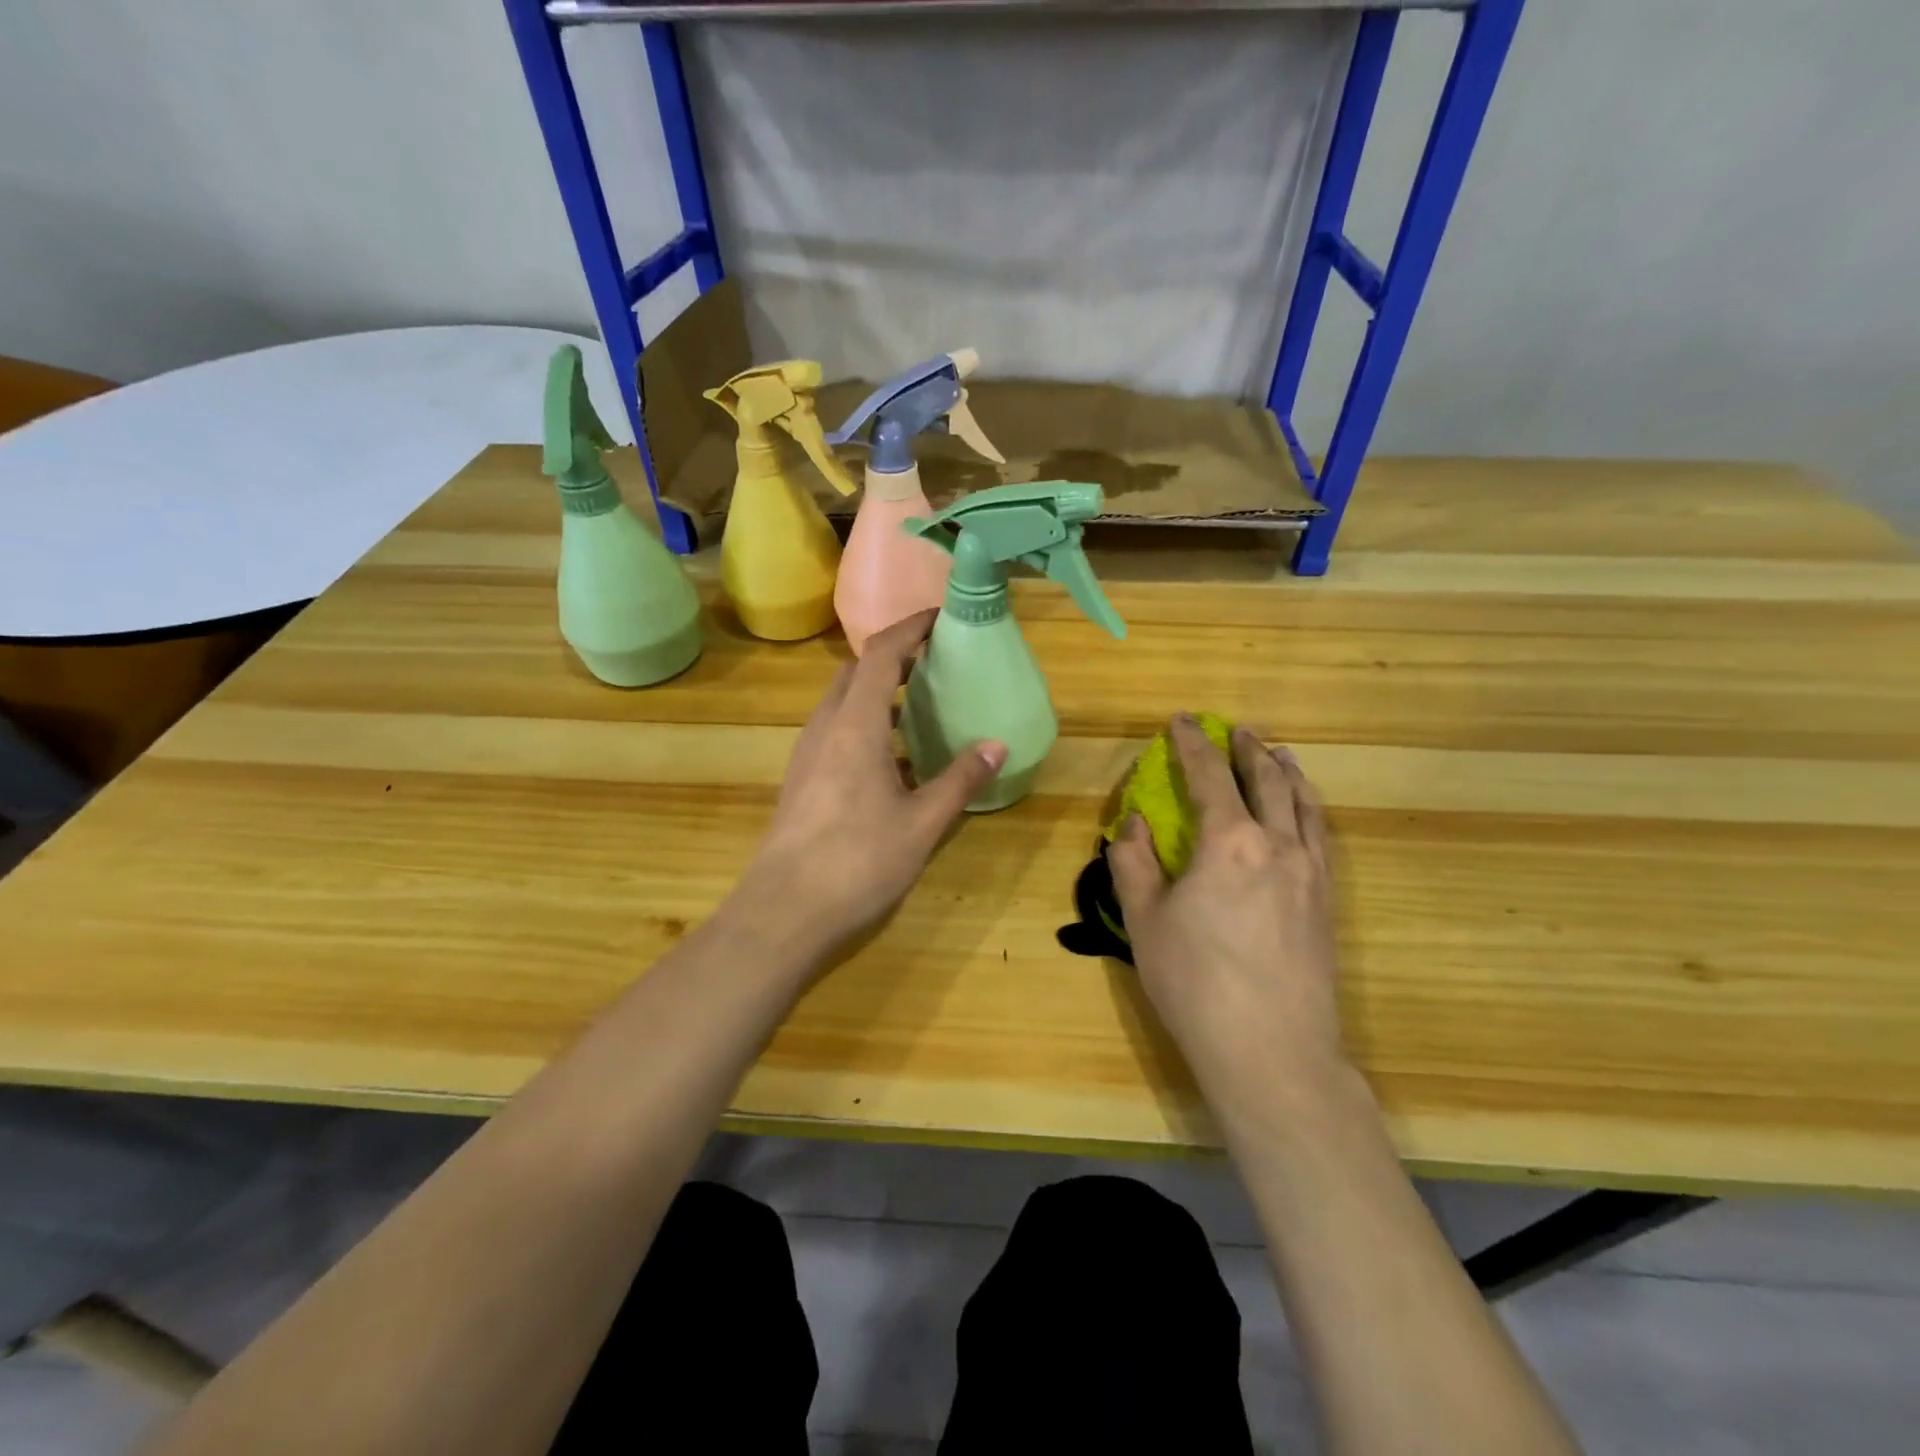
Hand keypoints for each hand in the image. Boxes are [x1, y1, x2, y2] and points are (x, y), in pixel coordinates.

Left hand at [736, 611, 1006, 961]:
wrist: (783, 912)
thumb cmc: (857, 862)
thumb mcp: (921, 823)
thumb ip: (959, 779)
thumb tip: (996, 744)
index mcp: (855, 725)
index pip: (880, 653)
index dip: (910, 627)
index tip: (941, 617)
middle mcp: (825, 728)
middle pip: (857, 672)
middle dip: (894, 658)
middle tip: (936, 662)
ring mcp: (807, 754)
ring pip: (844, 703)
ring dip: (879, 693)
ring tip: (920, 706)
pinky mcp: (801, 780)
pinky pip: (837, 732)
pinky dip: (867, 725)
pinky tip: (894, 760)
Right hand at [1109, 716, 1347, 1116]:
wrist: (1272, 1050)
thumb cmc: (1195, 983)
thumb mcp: (1144, 920)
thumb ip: (1133, 863)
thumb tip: (1132, 823)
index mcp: (1228, 842)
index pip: (1210, 777)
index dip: (1194, 744)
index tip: (1183, 721)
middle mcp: (1276, 845)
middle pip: (1267, 781)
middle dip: (1248, 750)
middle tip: (1237, 730)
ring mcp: (1310, 872)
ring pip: (1304, 804)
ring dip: (1288, 772)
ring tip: (1279, 754)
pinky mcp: (1327, 901)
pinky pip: (1321, 836)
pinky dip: (1310, 808)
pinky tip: (1305, 812)